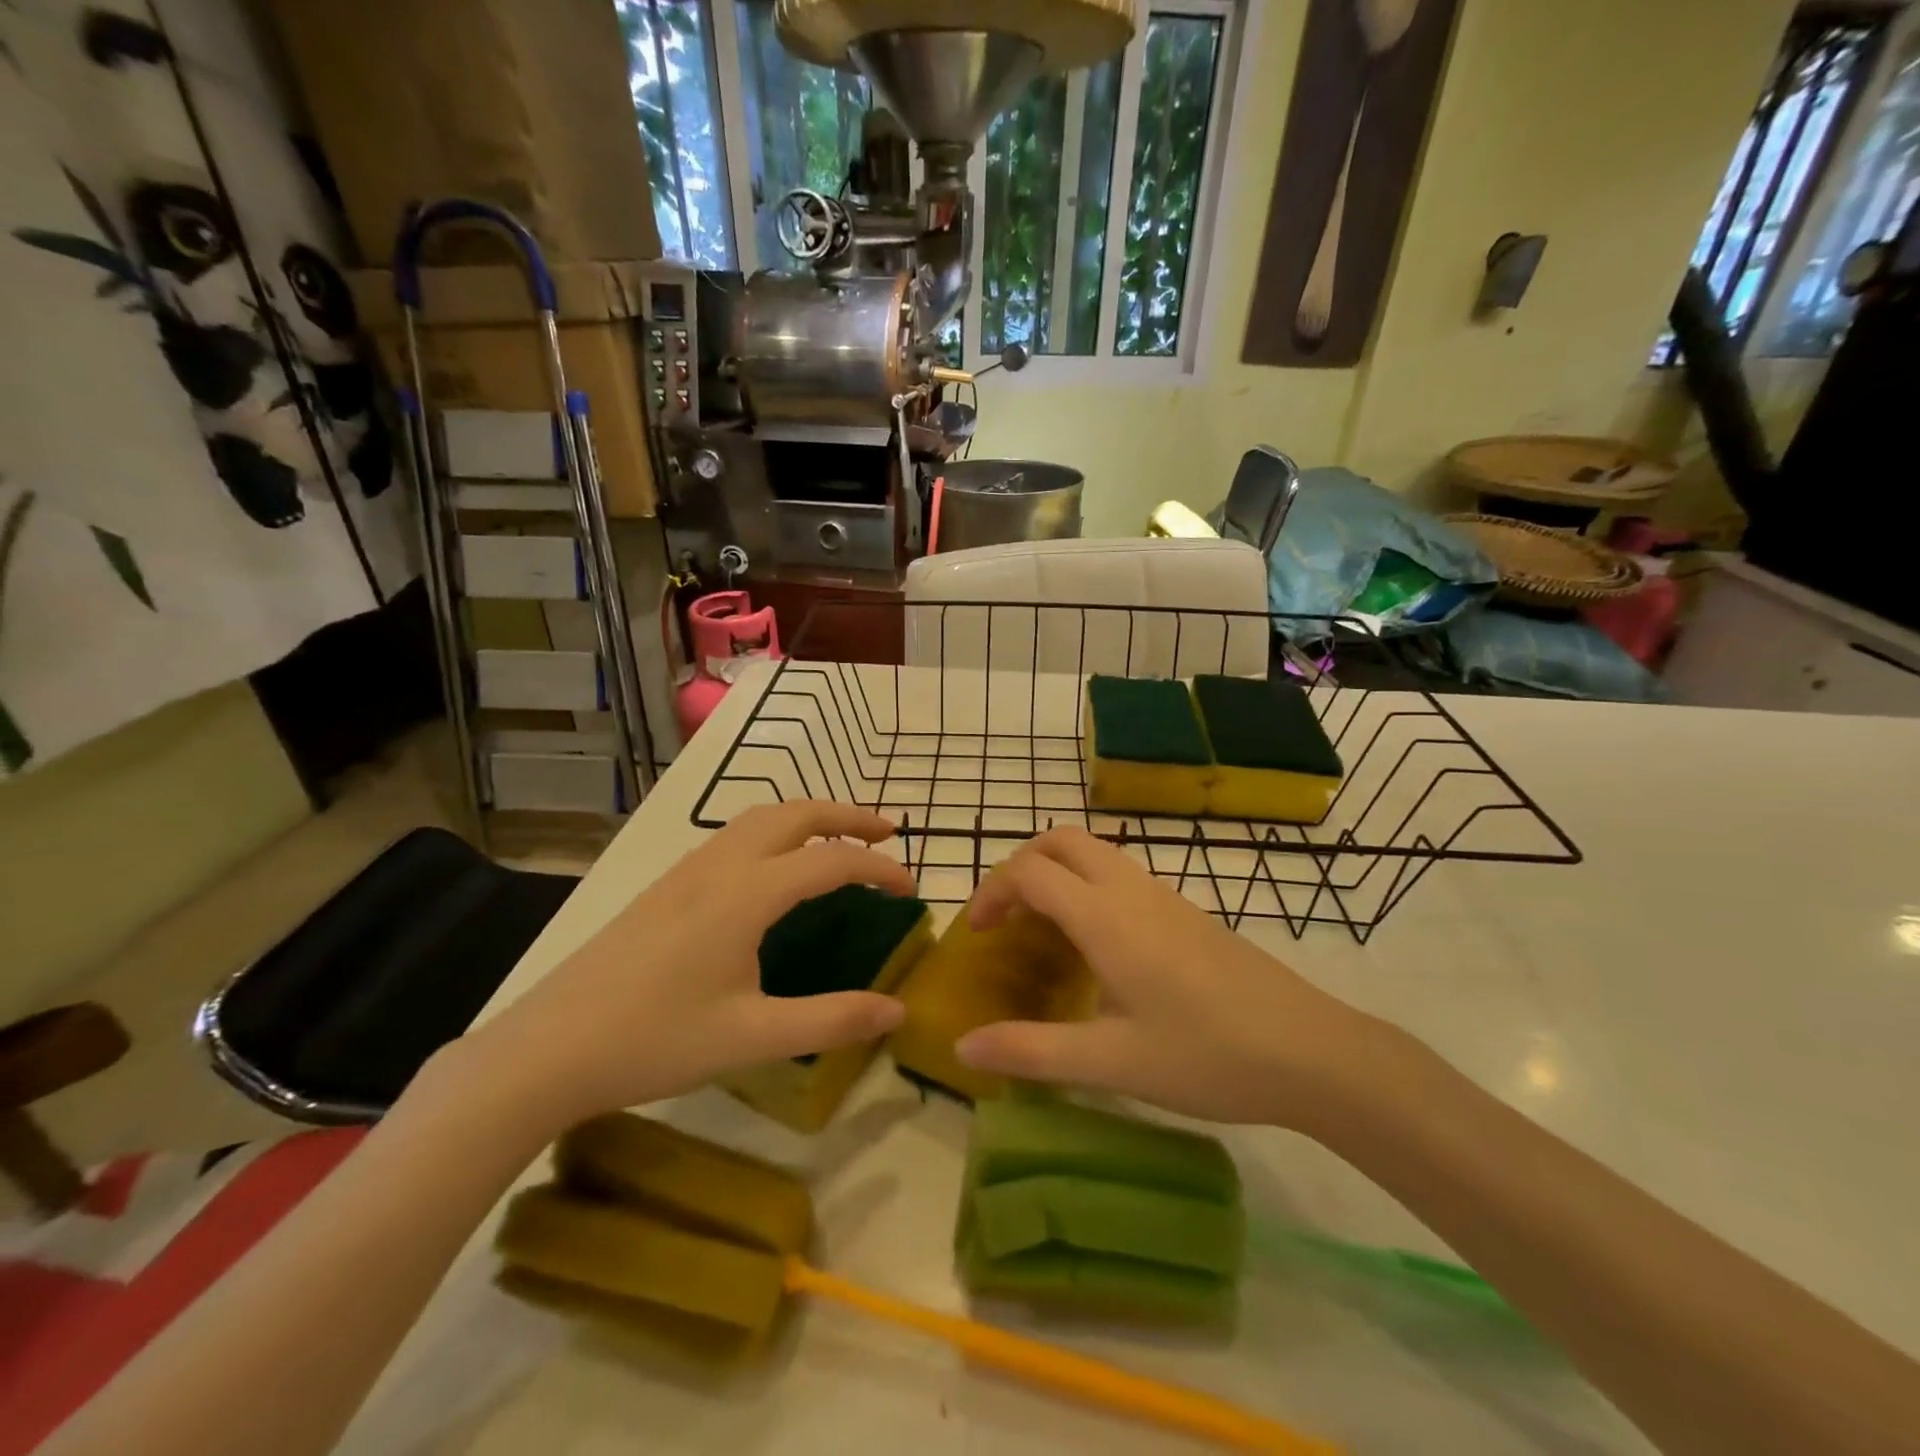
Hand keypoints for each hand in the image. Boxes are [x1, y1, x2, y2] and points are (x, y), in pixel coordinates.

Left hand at [463, 802, 914, 1130]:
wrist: (545, 1049)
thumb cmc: (653, 1041)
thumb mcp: (752, 1038)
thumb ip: (831, 1020)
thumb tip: (898, 1011)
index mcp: (747, 893)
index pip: (832, 860)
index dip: (880, 867)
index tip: (912, 889)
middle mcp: (719, 865)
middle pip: (795, 813)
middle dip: (848, 815)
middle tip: (888, 833)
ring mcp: (686, 871)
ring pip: (759, 817)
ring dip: (809, 818)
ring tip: (839, 841)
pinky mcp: (665, 886)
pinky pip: (734, 835)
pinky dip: (775, 832)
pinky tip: (775, 869)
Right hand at [954, 827, 1380, 1129]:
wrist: (1311, 1051)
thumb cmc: (1207, 1055)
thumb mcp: (1111, 1063)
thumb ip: (1031, 1051)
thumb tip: (964, 1047)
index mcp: (1106, 917)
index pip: (1031, 872)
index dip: (992, 892)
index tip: (977, 935)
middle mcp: (1131, 890)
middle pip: (1061, 840)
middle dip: (1021, 866)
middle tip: (1005, 918)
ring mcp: (1164, 896)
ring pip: (1095, 852)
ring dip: (1056, 872)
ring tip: (1042, 930)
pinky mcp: (1187, 912)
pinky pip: (1120, 874)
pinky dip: (1087, 886)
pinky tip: (1096, 946)